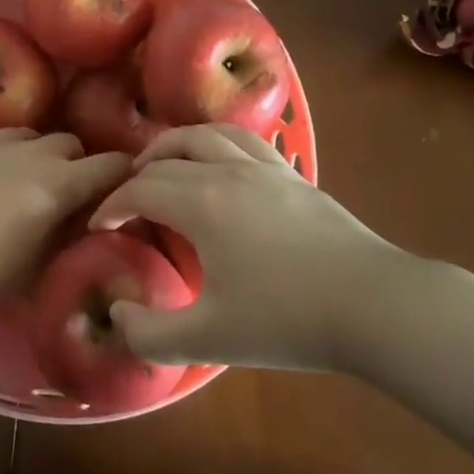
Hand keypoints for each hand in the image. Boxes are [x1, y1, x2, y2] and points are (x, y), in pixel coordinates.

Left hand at [0, 130, 128, 322]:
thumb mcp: (36, 270)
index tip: (128, 188)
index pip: (113, 166)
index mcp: (63, 185)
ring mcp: (8, 142)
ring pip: (44, 137)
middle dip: (84, 164)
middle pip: (77, 145)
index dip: (127, 174)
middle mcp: (42, 154)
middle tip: (77, 192)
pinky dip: (21, 149)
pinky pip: (13, 136)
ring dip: (50, 154)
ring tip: (39, 178)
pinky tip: (7, 168)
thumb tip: (84, 240)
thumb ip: (66, 249)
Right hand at [90, 124, 401, 371]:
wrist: (373, 304)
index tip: (100, 227)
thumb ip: (150, 334)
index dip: (113, 206)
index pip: (141, 189)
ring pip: (206, 134)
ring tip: (164, 164)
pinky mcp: (293, 175)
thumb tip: (115, 316)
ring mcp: (264, 168)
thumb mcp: (209, 339)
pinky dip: (216, 143)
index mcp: (201, 203)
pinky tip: (221, 165)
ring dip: (174, 145)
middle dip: (137, 174)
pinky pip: (244, 140)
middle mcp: (226, 171)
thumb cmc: (287, 319)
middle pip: (168, 156)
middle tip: (126, 198)